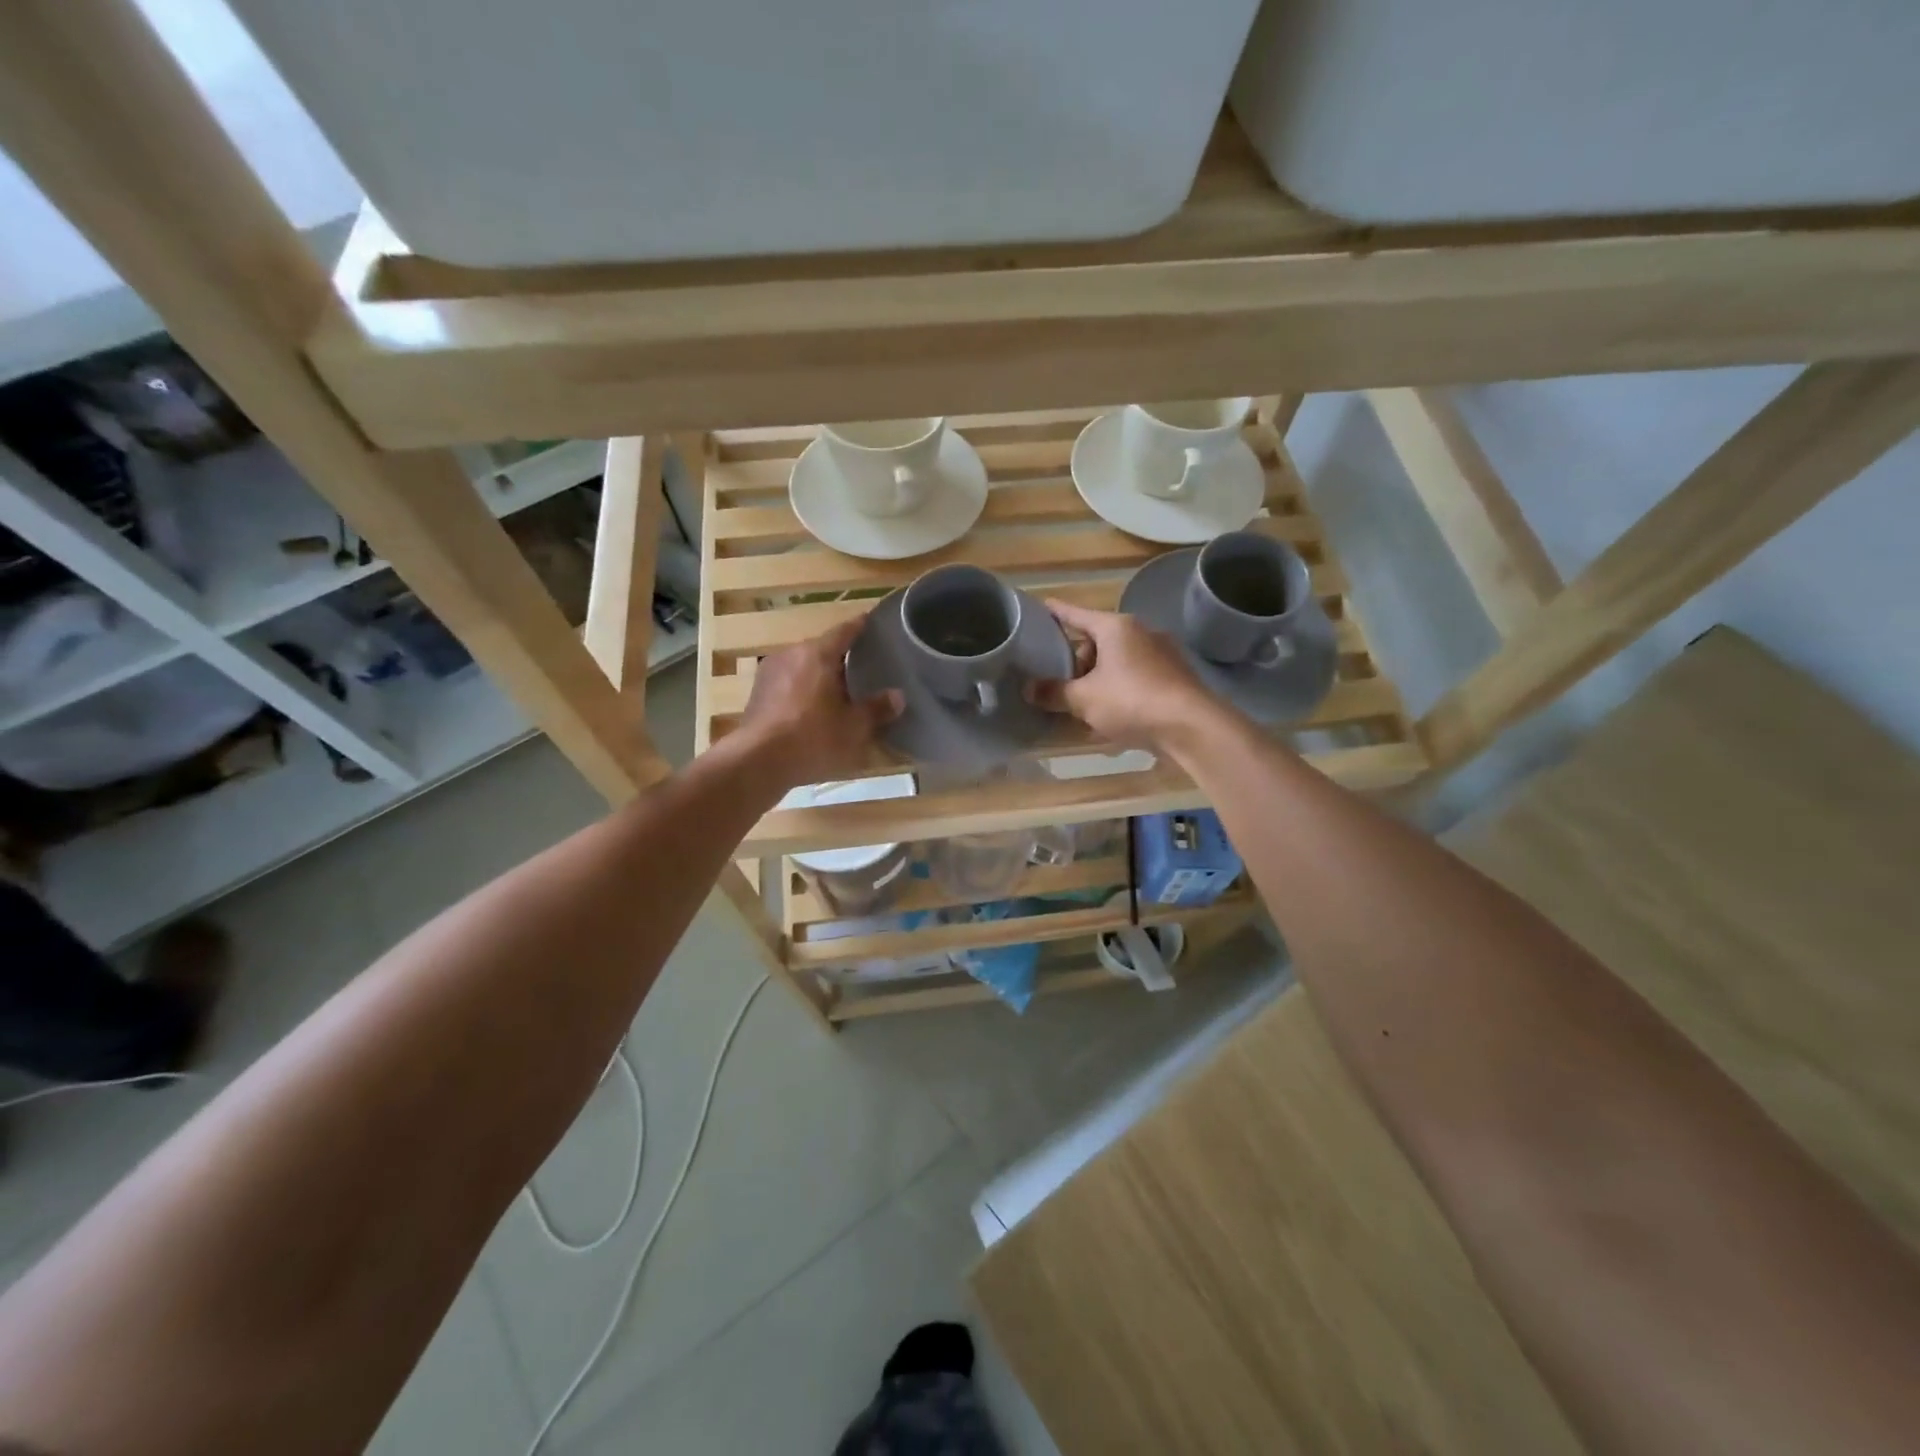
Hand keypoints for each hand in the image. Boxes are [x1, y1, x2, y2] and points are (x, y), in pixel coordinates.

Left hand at [732, 617, 902, 787]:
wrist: (757, 762)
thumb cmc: (812, 737)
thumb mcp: (854, 727)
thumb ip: (877, 709)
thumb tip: (897, 696)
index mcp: (817, 654)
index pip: (844, 631)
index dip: (860, 626)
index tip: (872, 622)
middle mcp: (791, 655)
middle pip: (822, 649)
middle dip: (842, 658)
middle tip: (863, 668)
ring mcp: (769, 674)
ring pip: (803, 668)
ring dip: (821, 676)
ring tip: (840, 692)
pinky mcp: (757, 695)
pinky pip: (789, 685)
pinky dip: (804, 692)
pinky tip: (814, 710)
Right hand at [1028, 599, 1216, 750]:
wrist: (1192, 727)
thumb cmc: (1131, 701)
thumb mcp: (1084, 699)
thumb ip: (1054, 692)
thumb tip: (1028, 688)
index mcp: (1116, 627)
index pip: (1077, 614)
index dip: (1056, 612)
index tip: (1041, 606)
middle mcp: (1140, 633)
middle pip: (1097, 641)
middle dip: (1077, 661)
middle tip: (1059, 683)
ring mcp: (1161, 655)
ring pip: (1117, 662)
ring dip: (1097, 680)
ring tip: (1080, 704)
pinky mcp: (1173, 678)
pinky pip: (1135, 679)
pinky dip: (1118, 692)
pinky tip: (1108, 717)